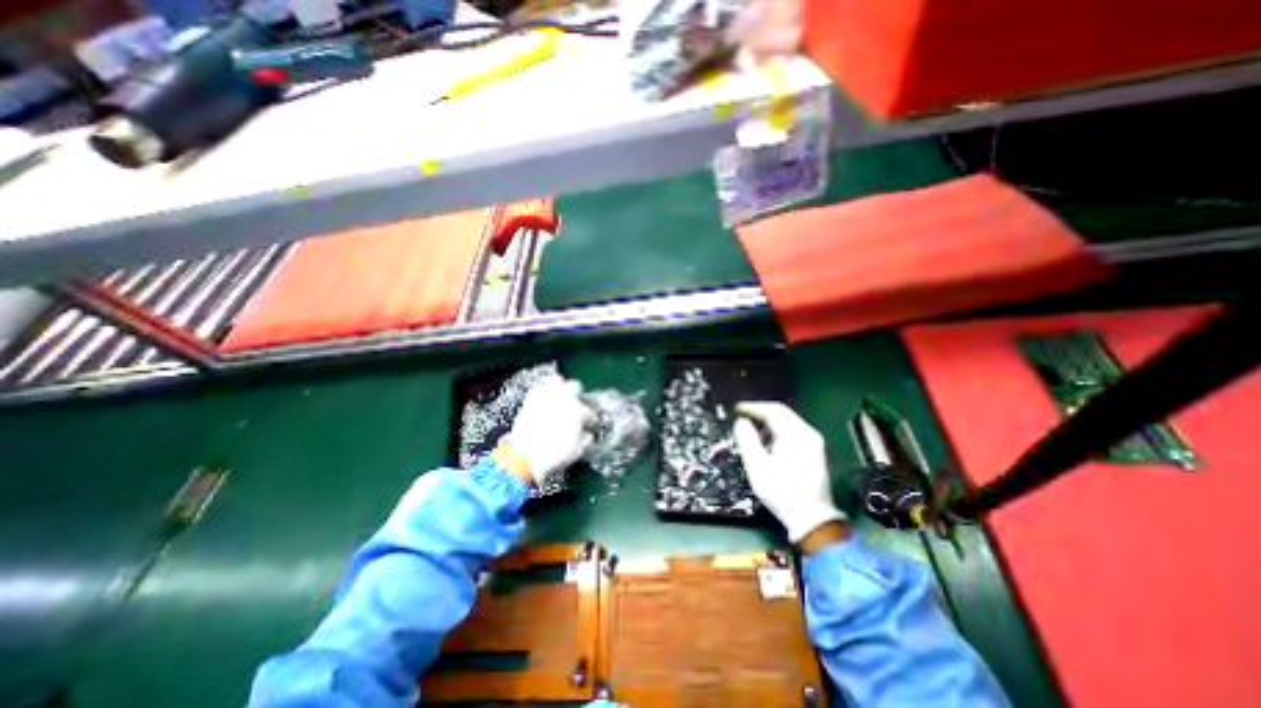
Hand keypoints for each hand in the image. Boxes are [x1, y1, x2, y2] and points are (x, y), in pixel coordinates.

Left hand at [501, 379, 594, 489]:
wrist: (525, 457)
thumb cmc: (554, 455)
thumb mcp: (576, 451)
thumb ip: (584, 439)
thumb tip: (587, 435)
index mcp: (578, 411)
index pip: (589, 412)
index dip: (590, 419)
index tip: (589, 424)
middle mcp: (564, 399)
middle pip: (575, 386)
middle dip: (577, 395)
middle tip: (575, 405)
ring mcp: (547, 397)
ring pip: (557, 380)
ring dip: (561, 387)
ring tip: (560, 395)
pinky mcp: (531, 399)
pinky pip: (539, 387)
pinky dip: (543, 390)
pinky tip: (544, 397)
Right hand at [729, 400, 846, 543]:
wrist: (811, 519)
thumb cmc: (781, 491)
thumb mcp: (757, 465)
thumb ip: (747, 439)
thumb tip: (741, 423)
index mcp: (795, 434)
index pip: (773, 410)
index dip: (753, 407)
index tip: (737, 409)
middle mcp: (808, 434)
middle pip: (782, 414)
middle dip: (761, 415)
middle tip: (743, 420)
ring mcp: (814, 443)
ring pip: (789, 423)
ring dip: (769, 425)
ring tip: (753, 435)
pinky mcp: (815, 453)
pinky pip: (794, 433)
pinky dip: (779, 434)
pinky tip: (769, 446)